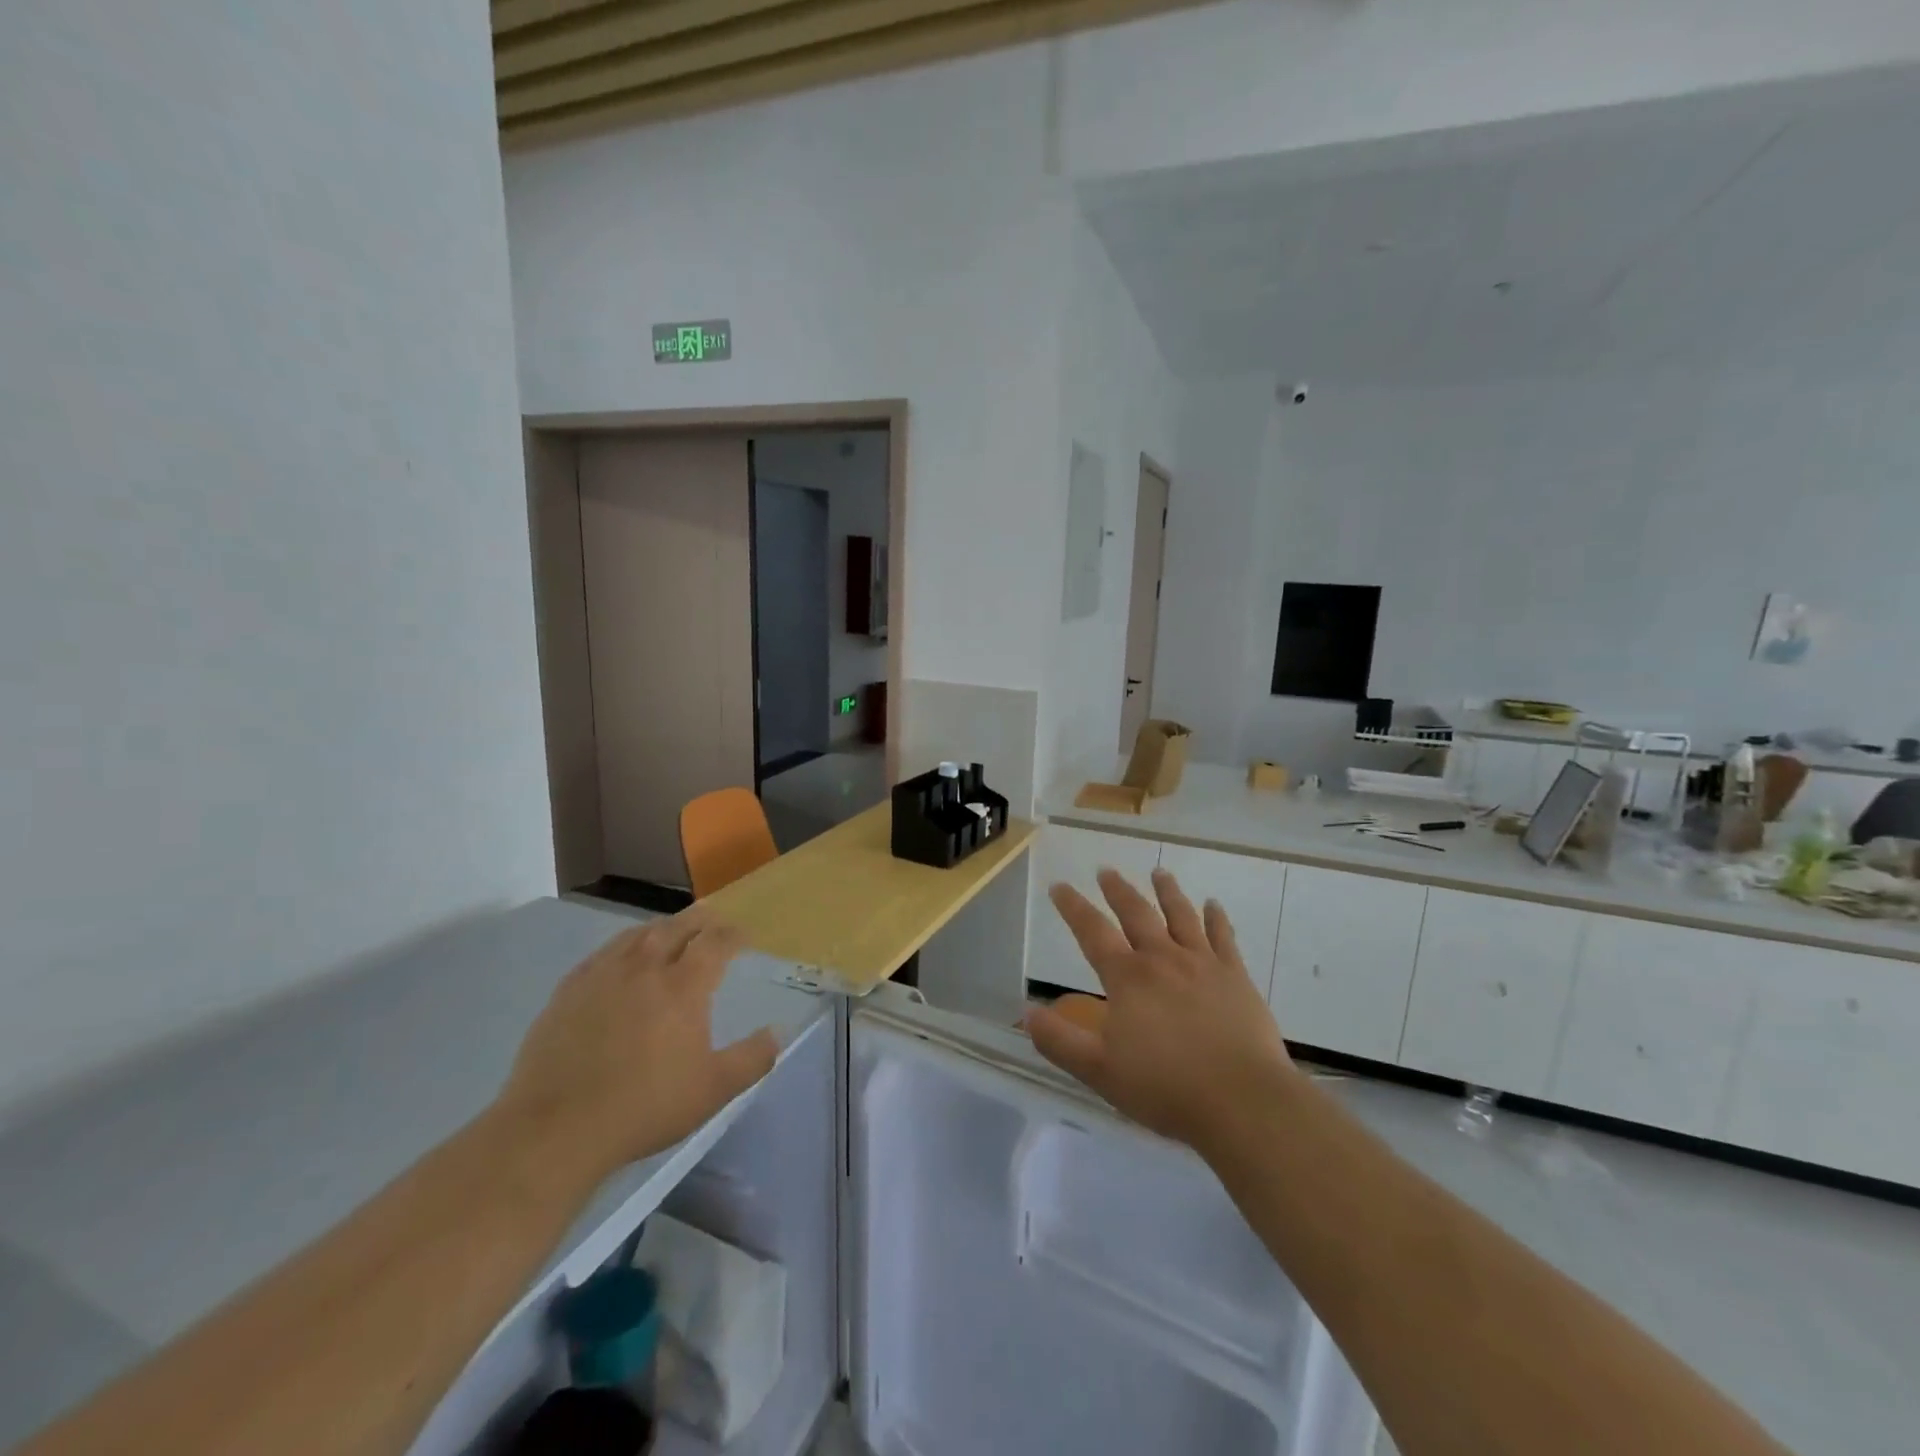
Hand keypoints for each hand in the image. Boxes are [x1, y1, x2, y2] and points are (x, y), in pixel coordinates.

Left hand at [495, 913, 778, 1187]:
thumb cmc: (644, 1107)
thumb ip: (752, 1059)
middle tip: (712, 921)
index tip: (744, 936)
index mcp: (683, 986)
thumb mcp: (713, 1090)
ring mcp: (602, 976)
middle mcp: (645, 968)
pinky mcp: (568, 991)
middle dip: (700, 920)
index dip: (733, 935)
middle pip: (677, 928)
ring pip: (637, 935)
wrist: (556, 1129)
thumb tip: (778, 1033)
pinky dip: (622, 946)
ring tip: (670, 931)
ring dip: (661, 928)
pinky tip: (620, 959)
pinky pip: (602, 954)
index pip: (715, 943)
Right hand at [1026, 867, 1298, 1152]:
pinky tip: (1214, 905)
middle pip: (1136, 914)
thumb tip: (1027, 1012)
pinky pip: (1224, 937)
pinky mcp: (1236, 977)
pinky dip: (1216, 918)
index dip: (1073, 907)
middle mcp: (1163, 959)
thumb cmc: (1166, 1087)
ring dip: (1167, 892)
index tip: (1059, 885)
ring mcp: (1203, 964)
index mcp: (1128, 978)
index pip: (1092, 932)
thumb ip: (1060, 1041)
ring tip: (1159, 872)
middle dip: (1118, 890)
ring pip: (1181, 916)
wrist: (1243, 1100)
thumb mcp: (1099, 1071)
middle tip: (1106, 870)